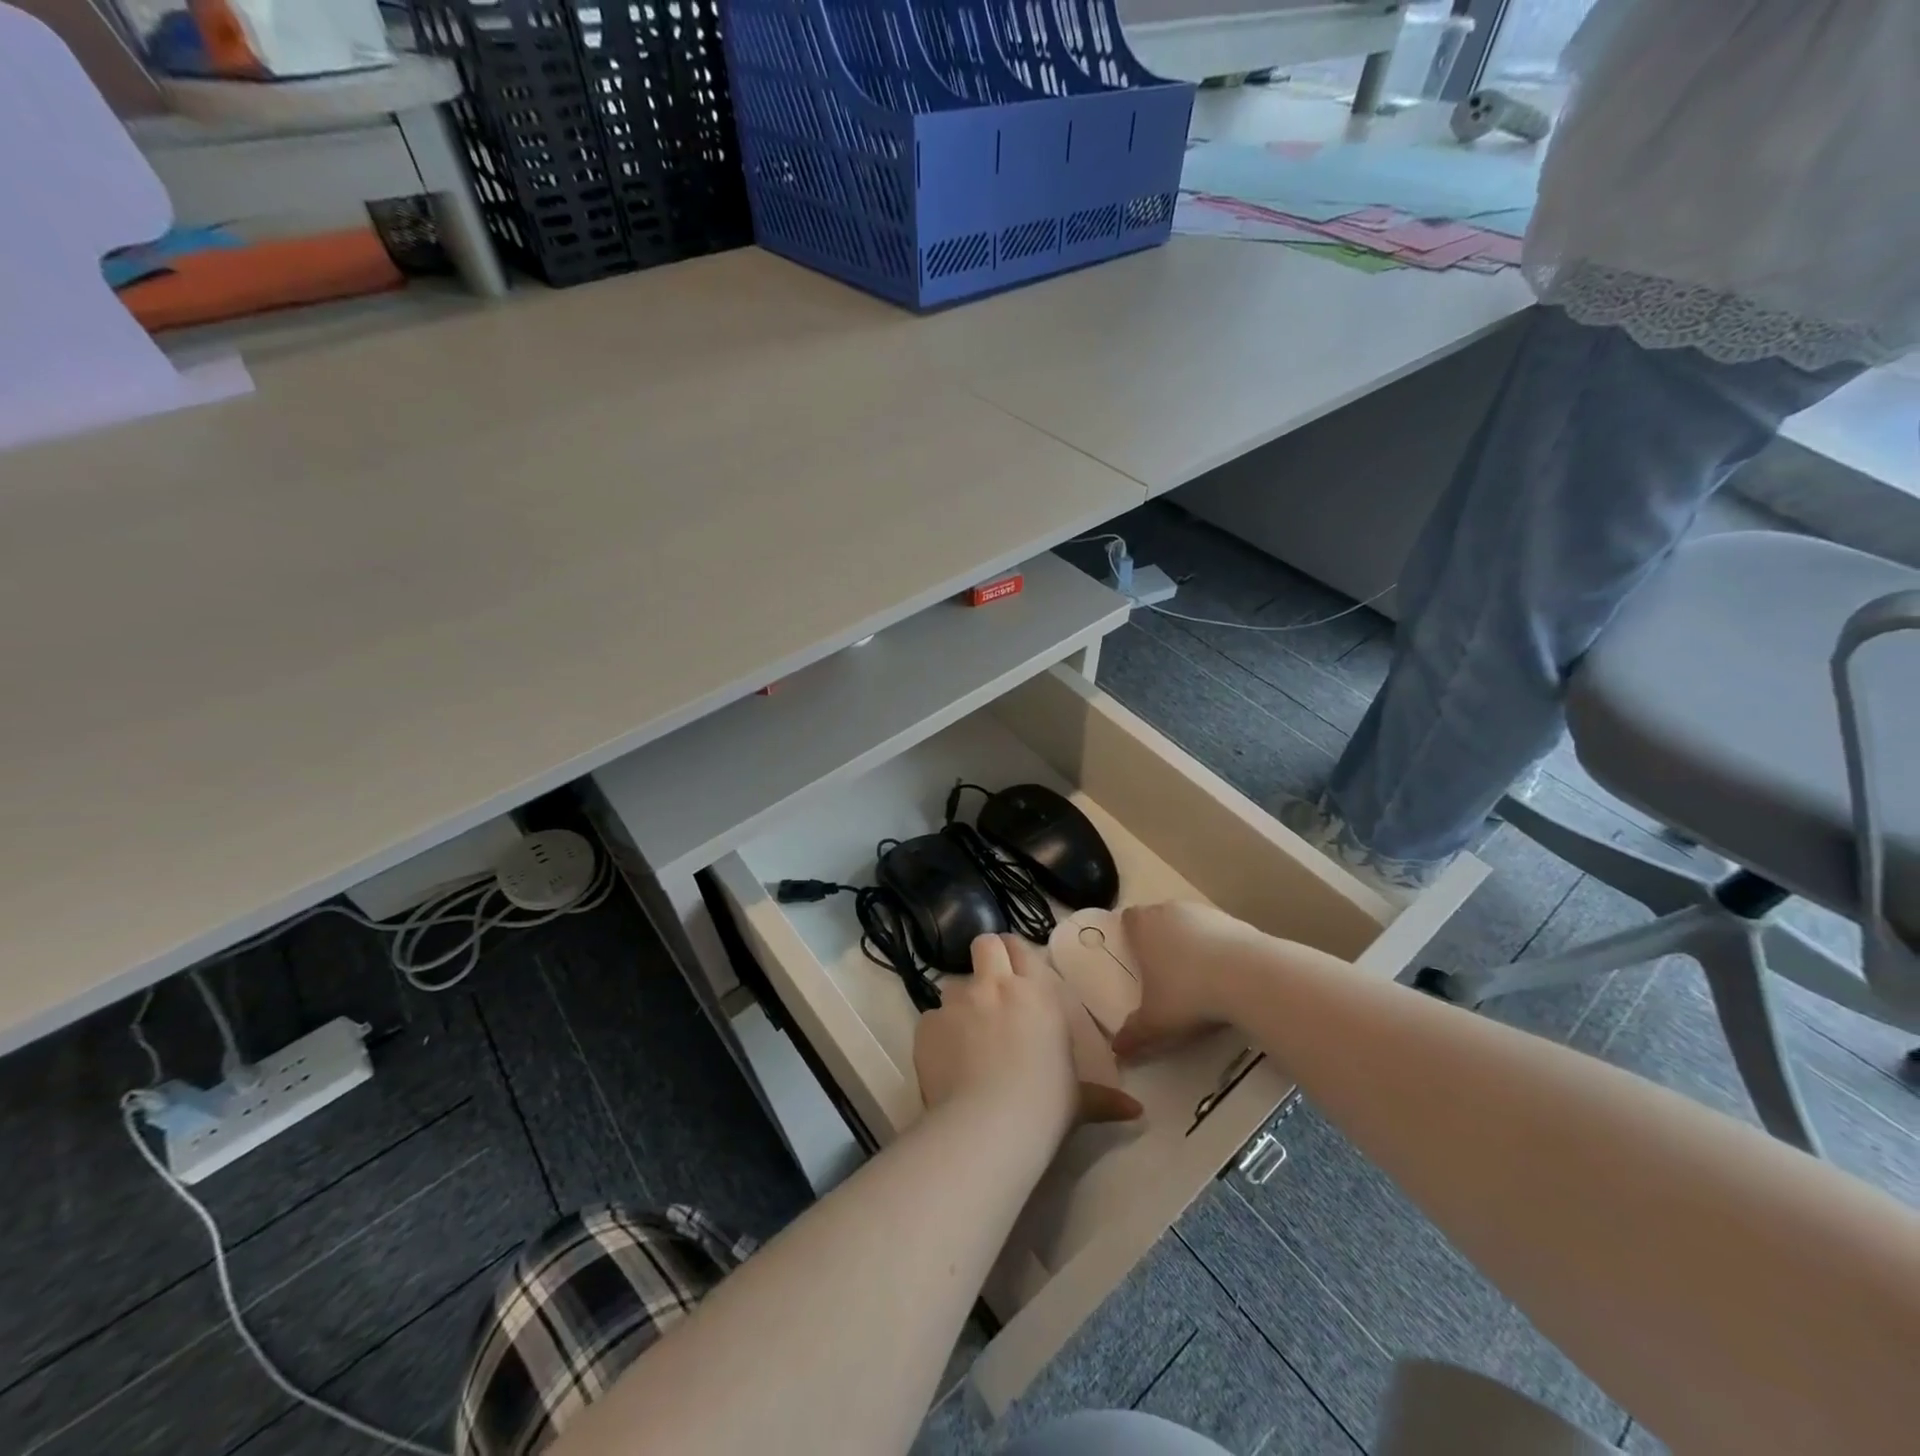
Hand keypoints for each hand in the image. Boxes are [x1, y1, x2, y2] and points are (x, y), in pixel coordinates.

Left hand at [914, 935, 1140, 1136]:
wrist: (990, 1125)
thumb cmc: (1046, 1105)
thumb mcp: (1079, 1101)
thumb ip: (1103, 1099)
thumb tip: (1137, 1113)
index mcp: (1035, 993)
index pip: (1019, 948)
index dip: (1014, 955)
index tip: (1014, 971)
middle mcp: (995, 986)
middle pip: (984, 944)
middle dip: (986, 958)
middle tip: (989, 987)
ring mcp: (957, 1002)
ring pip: (953, 984)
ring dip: (960, 1002)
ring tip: (965, 1035)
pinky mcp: (928, 1025)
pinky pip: (931, 1020)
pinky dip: (937, 1035)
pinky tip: (945, 1062)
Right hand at [1112, 902, 1259, 1060]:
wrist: (1248, 976)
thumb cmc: (1188, 992)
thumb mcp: (1156, 1022)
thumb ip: (1134, 1034)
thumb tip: (1117, 1050)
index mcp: (1143, 926)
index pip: (1128, 919)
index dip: (1130, 936)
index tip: (1136, 958)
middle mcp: (1169, 911)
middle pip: (1158, 919)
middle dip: (1160, 941)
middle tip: (1165, 974)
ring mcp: (1204, 912)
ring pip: (1189, 924)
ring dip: (1191, 944)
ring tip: (1198, 978)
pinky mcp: (1234, 920)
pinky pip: (1218, 933)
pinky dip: (1218, 949)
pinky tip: (1226, 977)